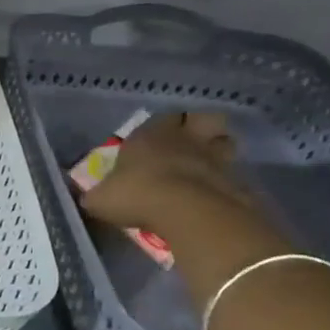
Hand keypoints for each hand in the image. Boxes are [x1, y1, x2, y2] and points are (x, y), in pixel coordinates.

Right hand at [81, 111, 251, 233]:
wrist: (188, 211)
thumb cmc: (136, 195)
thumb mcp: (100, 200)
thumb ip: (97, 195)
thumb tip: (91, 198)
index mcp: (148, 136)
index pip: (160, 119)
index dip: (159, 128)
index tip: (154, 142)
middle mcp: (184, 139)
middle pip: (202, 119)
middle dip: (199, 128)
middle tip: (190, 144)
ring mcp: (215, 157)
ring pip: (224, 142)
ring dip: (218, 150)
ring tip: (207, 167)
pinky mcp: (238, 179)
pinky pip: (235, 174)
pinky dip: (228, 181)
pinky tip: (217, 195)